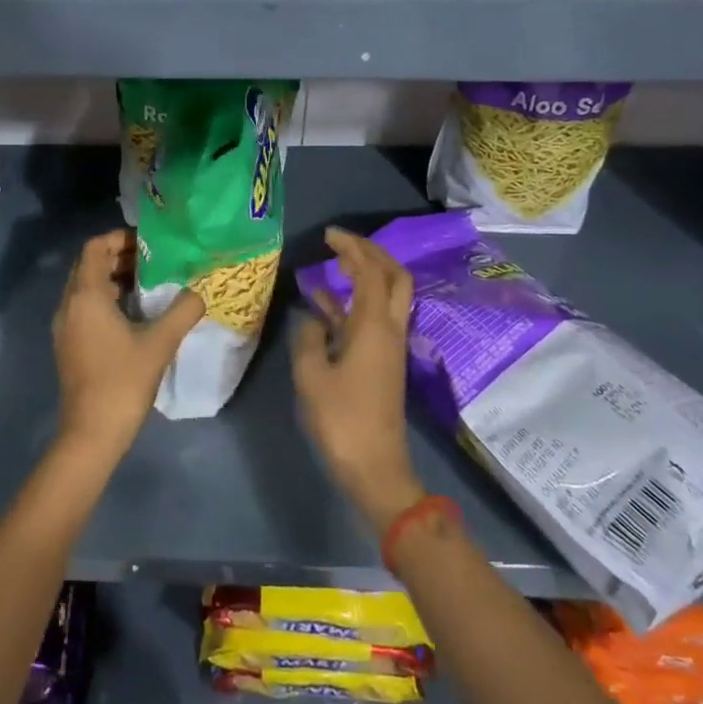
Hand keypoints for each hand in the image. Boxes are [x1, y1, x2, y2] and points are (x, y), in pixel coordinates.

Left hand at [52, 230, 204, 460]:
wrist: (91, 434)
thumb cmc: (123, 382)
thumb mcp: (159, 344)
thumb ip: (182, 311)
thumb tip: (200, 291)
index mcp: (86, 296)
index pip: (95, 247)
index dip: (120, 238)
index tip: (148, 244)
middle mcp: (69, 305)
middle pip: (89, 265)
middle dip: (118, 257)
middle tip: (153, 262)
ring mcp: (65, 326)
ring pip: (86, 287)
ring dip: (113, 279)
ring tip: (149, 285)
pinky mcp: (68, 345)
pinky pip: (84, 307)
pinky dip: (106, 300)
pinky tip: (134, 315)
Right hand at [293, 228, 425, 532]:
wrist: (375, 468)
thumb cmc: (341, 420)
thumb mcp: (311, 375)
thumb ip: (309, 337)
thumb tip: (311, 317)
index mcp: (374, 327)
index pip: (370, 272)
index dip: (352, 248)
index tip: (329, 235)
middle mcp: (388, 329)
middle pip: (393, 277)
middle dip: (370, 253)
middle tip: (341, 243)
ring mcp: (388, 347)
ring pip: (385, 297)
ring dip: (364, 275)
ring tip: (332, 264)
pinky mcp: (381, 362)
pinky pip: (370, 319)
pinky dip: (351, 304)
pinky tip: (322, 303)